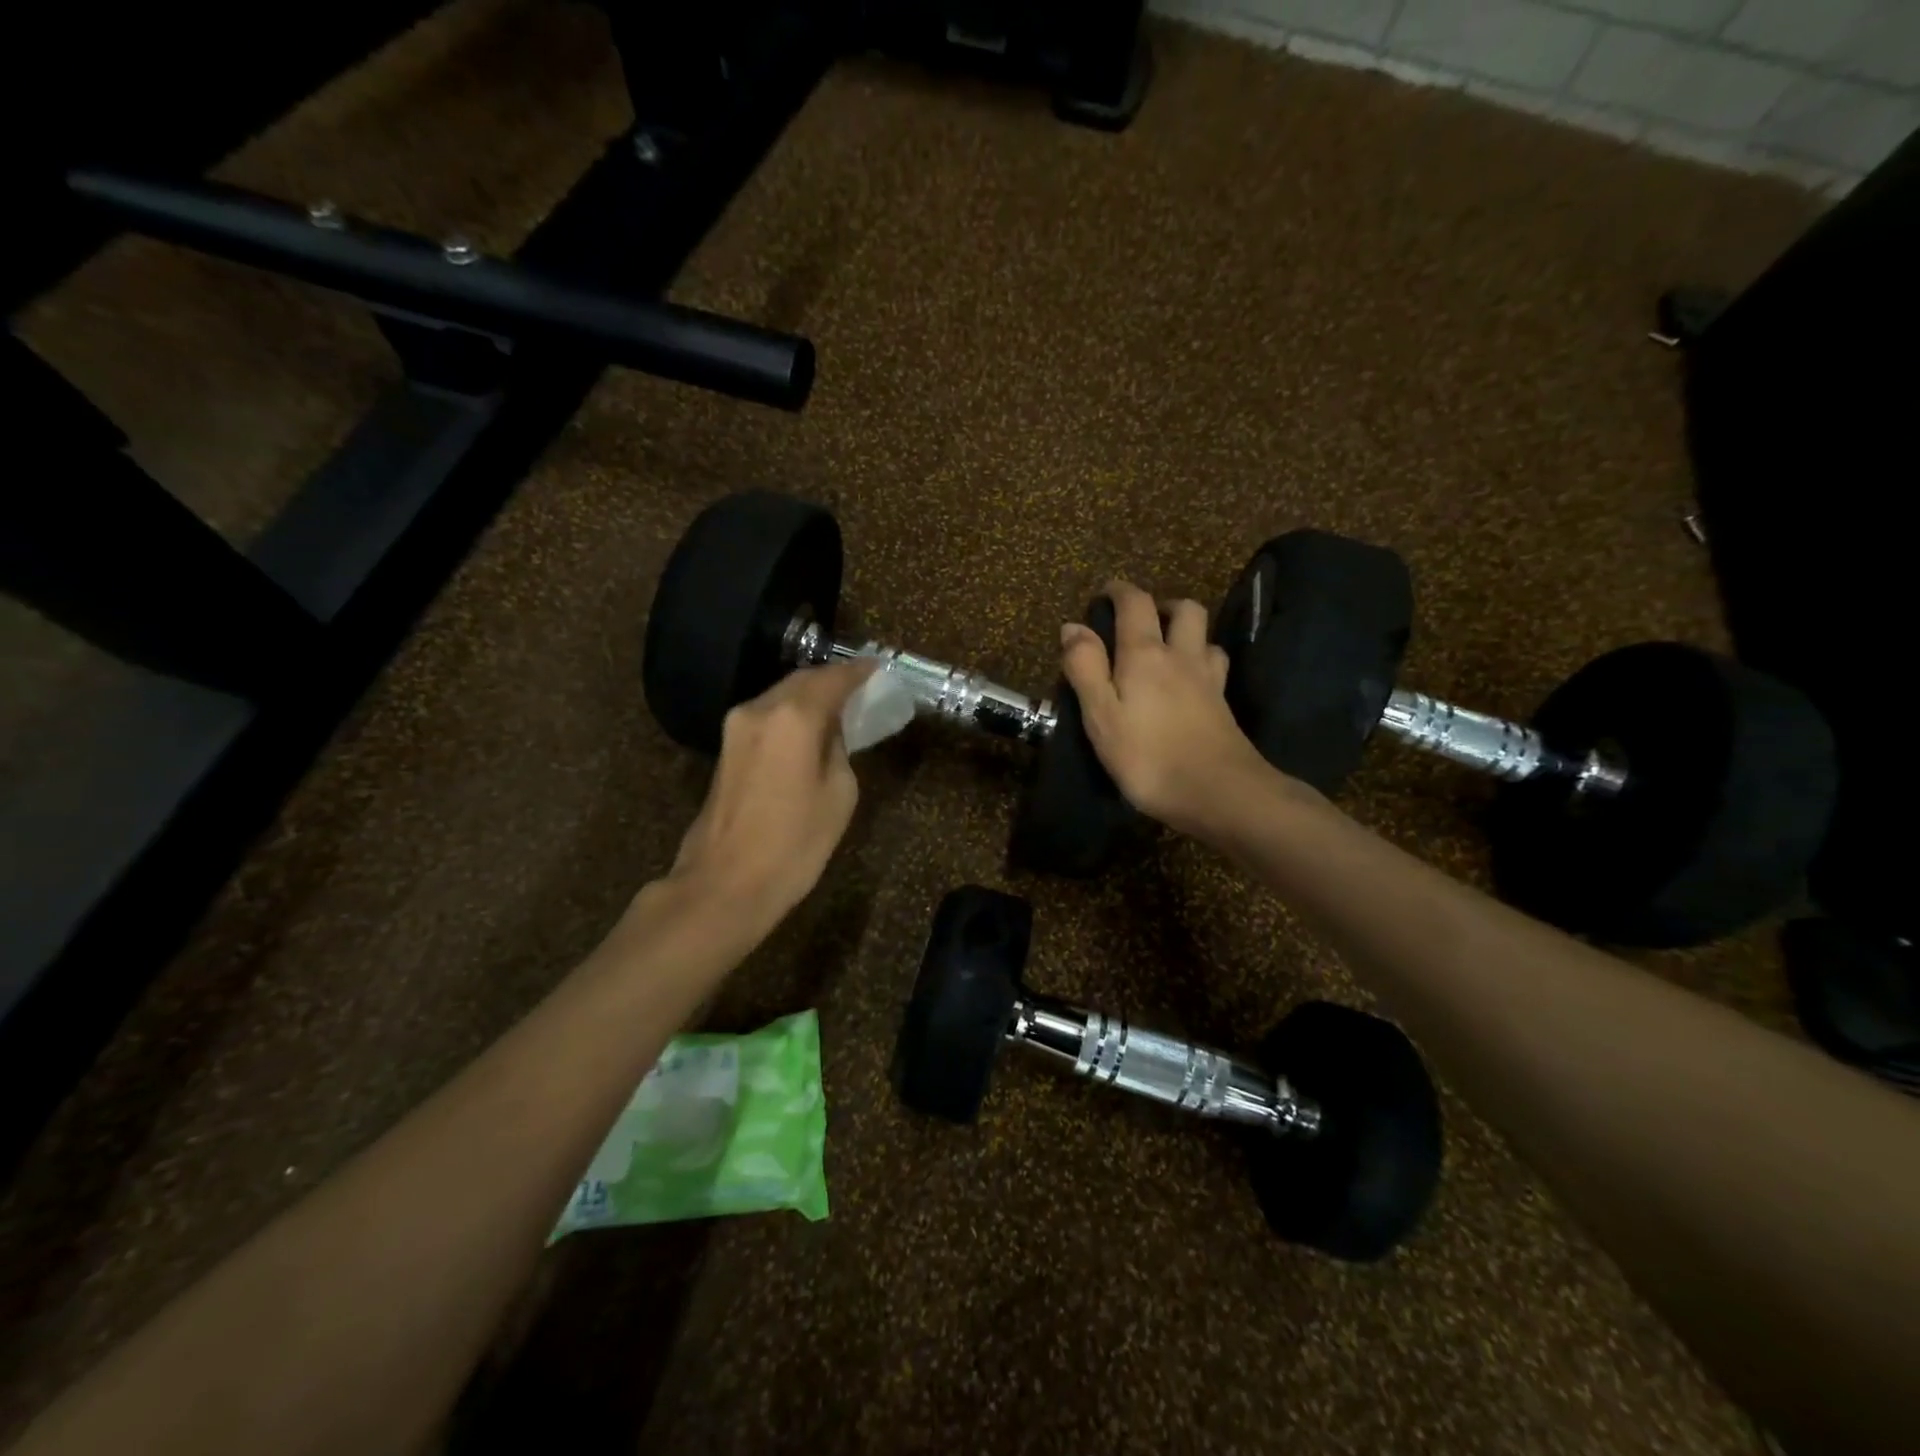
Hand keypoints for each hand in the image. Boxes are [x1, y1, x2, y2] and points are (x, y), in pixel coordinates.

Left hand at [664, 660, 874, 933]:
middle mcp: (760, 709)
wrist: (725, 884)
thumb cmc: (794, 844)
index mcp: (793, 716)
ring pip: (781, 697)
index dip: (859, 672)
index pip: (833, 678)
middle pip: (802, 681)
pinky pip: (767, 717)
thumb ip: (838, 749)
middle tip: (862, 690)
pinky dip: (791, 715)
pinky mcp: (726, 748)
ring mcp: (736, 727)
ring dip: (810, 698)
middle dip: (833, 681)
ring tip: (839, 710)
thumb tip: (829, 732)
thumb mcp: (839, 794)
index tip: (879, 669)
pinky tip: (809, 732)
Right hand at [1060, 581, 1275, 839]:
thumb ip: (1085, 668)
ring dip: (1185, 630)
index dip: (1120, 590)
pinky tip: (1190, 680)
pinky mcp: (1224, 704)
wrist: (1219, 792)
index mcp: (1144, 654)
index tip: (1105, 592)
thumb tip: (1073, 626)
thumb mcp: (1101, 715)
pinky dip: (1201, 659)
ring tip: (1166, 648)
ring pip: (1204, 635)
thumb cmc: (1147, 756)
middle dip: (1161, 604)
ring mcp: (1208, 679)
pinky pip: (1214, 664)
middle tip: (1140, 620)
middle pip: (1183, 609)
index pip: (1135, 603)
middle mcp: (1181, 655)